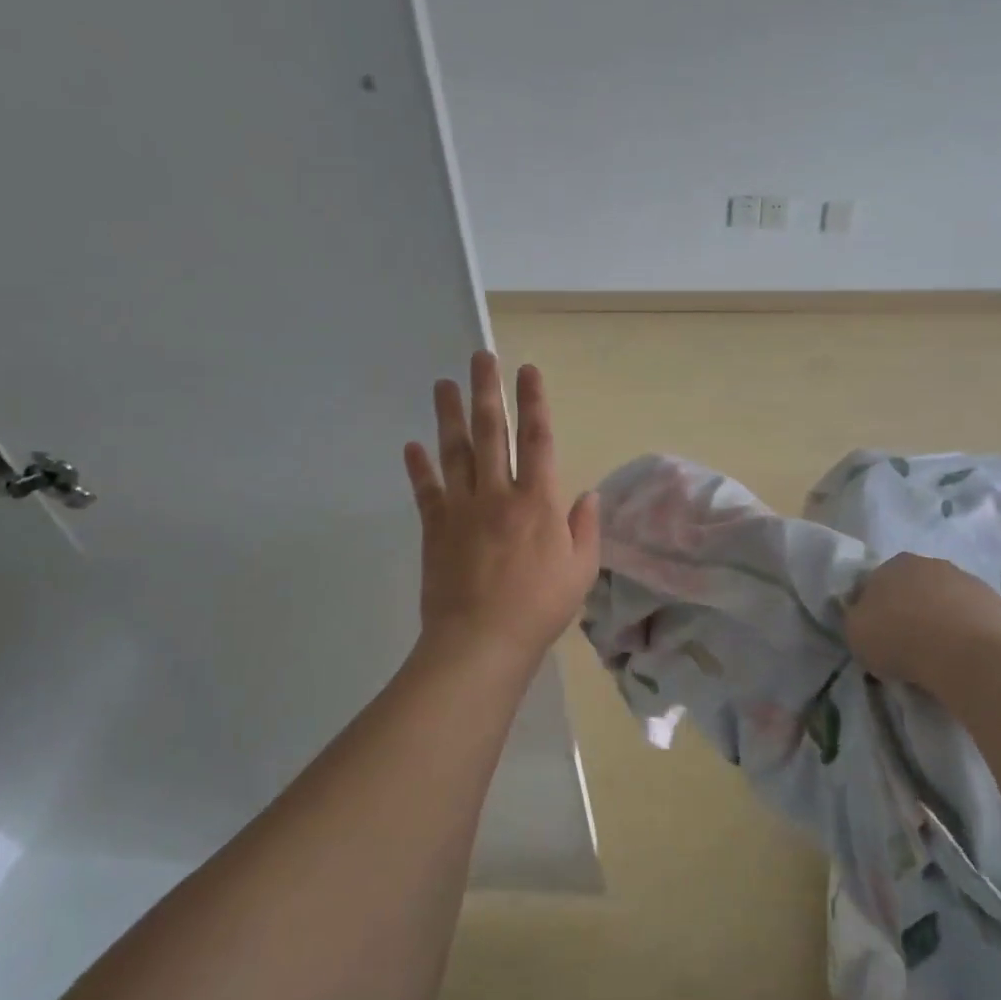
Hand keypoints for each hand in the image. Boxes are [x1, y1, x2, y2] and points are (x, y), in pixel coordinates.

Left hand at [403, 351, 600, 666]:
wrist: (481, 642)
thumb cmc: (539, 608)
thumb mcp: (580, 570)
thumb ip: (585, 528)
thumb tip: (588, 494)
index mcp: (537, 501)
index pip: (537, 439)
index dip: (534, 402)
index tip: (528, 370)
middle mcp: (498, 493)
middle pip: (492, 432)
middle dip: (488, 391)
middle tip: (480, 358)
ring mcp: (462, 508)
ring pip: (456, 451)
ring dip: (450, 415)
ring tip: (444, 385)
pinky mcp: (435, 528)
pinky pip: (426, 490)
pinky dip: (419, 467)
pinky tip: (412, 445)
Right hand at [845, 552, 1000, 691]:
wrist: (971, 658)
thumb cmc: (902, 640)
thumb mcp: (856, 633)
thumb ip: (857, 619)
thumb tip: (867, 618)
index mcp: (895, 564)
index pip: (875, 583)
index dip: (873, 610)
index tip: (875, 636)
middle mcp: (933, 564)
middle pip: (914, 589)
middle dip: (909, 611)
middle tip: (906, 646)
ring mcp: (970, 582)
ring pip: (947, 603)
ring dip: (941, 622)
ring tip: (939, 659)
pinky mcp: (1000, 606)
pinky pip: (974, 622)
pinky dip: (969, 636)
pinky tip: (965, 661)